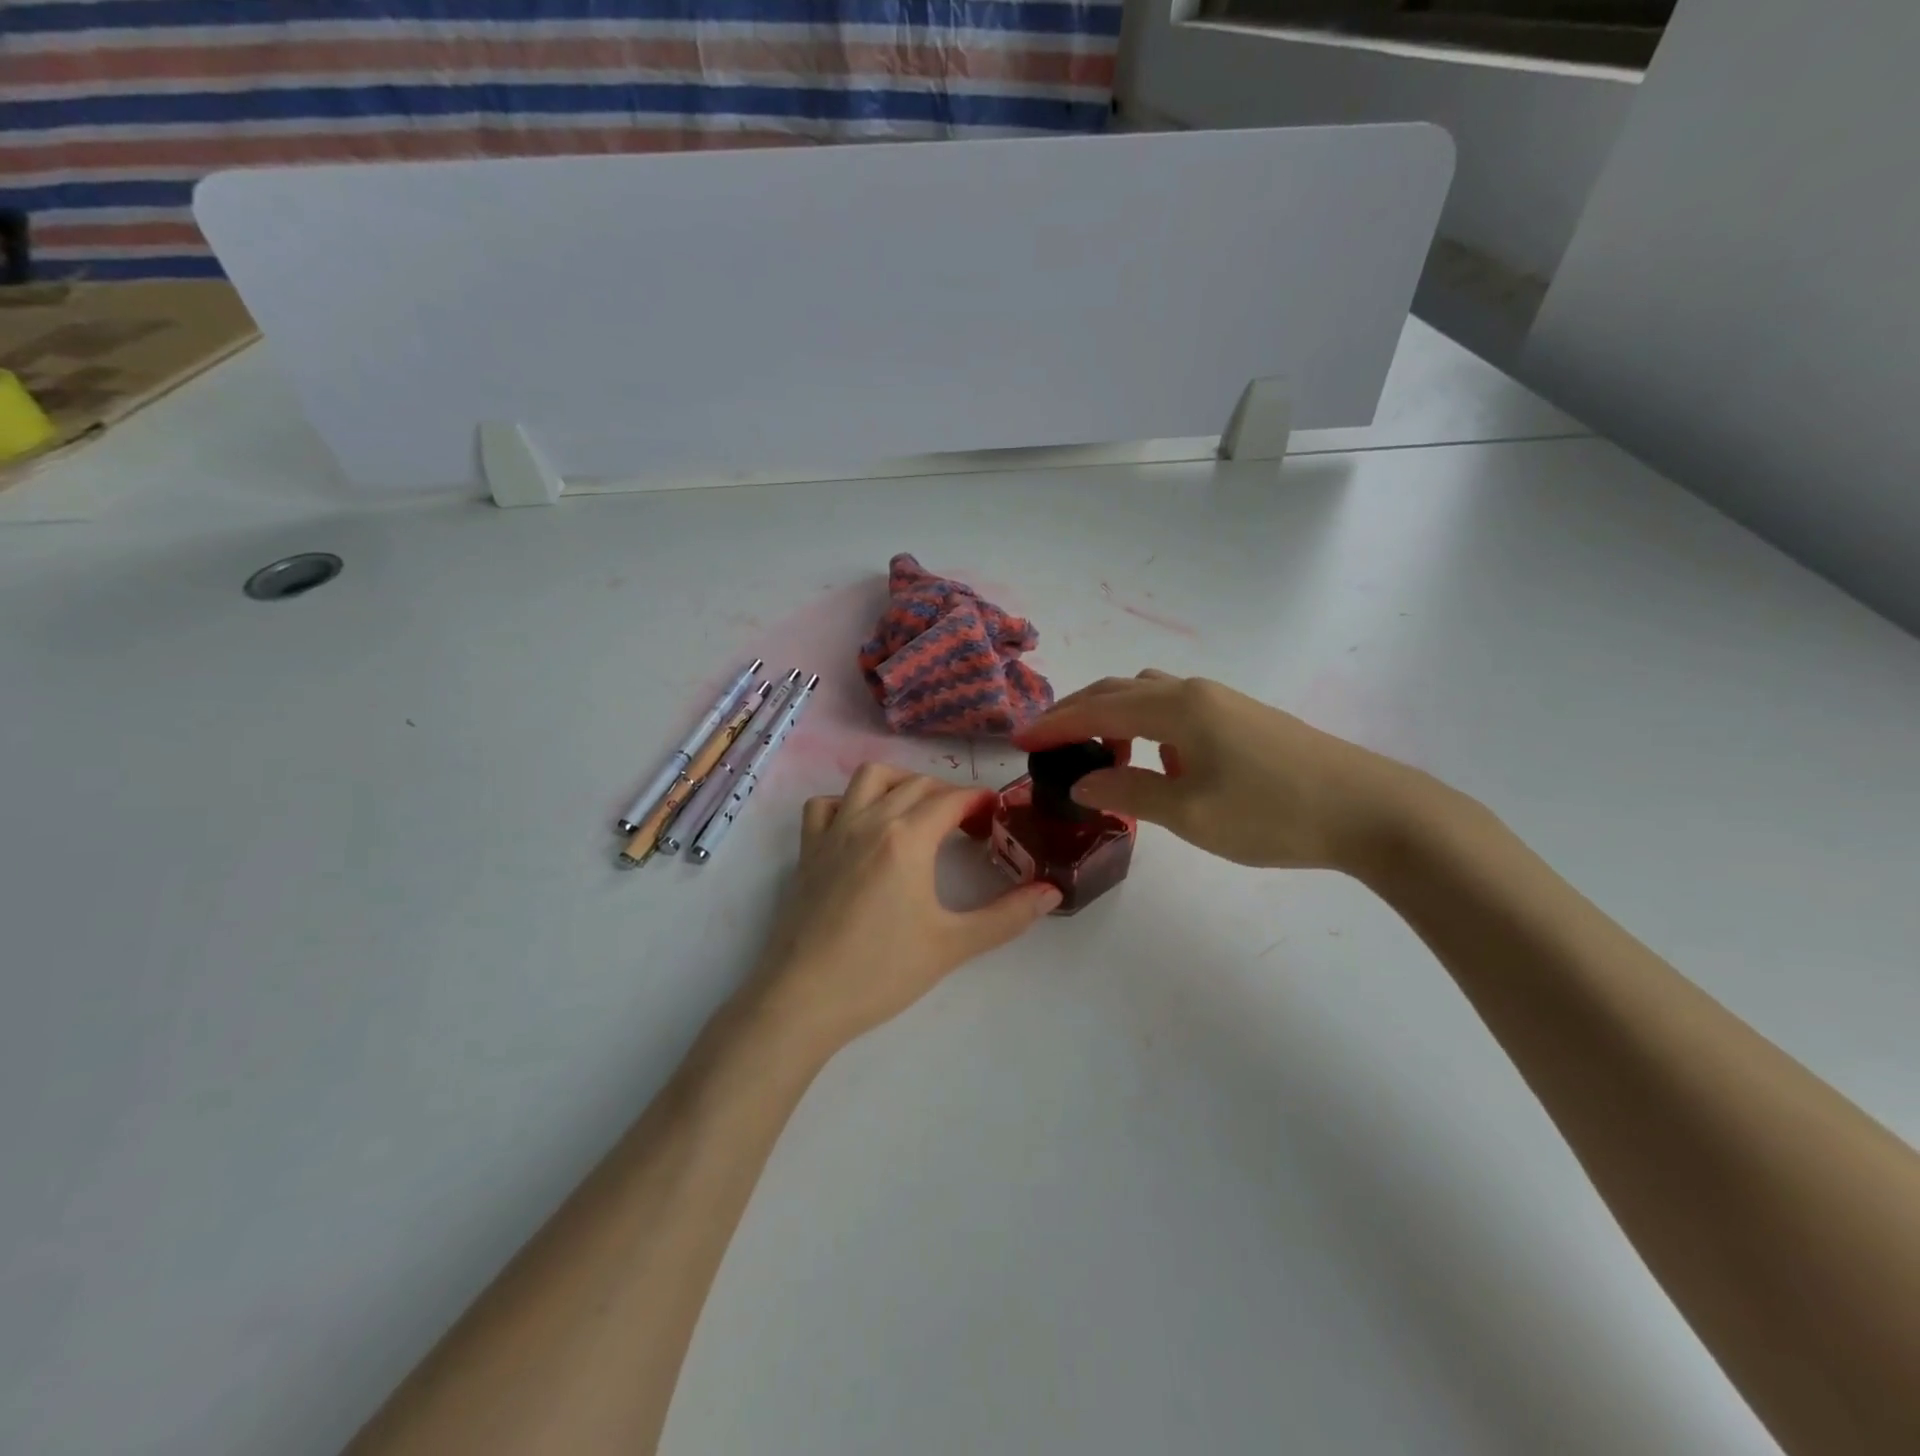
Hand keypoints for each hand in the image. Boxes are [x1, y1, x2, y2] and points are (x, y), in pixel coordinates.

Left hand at [745, 764, 1061, 1055]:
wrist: (803, 998)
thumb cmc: (882, 971)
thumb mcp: (953, 944)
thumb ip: (1007, 916)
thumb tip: (1052, 893)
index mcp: (908, 837)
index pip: (952, 799)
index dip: (979, 800)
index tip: (996, 814)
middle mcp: (870, 820)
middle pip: (917, 784)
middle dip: (949, 794)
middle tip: (968, 824)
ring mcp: (833, 831)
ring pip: (869, 778)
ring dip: (900, 782)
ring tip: (918, 810)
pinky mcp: (807, 850)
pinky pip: (825, 804)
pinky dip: (847, 801)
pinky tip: (861, 826)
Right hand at [1016, 671, 1429, 872]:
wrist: (1372, 810)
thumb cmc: (1273, 813)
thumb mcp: (1190, 812)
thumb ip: (1129, 792)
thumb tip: (1081, 783)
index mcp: (1178, 708)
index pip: (1097, 708)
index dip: (1054, 724)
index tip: (1018, 740)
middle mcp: (1195, 692)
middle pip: (1119, 690)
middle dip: (1077, 712)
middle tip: (1046, 741)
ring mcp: (1223, 702)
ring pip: (1149, 696)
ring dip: (1114, 717)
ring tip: (1101, 756)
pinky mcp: (1243, 719)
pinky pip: (1176, 710)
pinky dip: (1147, 726)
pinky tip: (1160, 761)